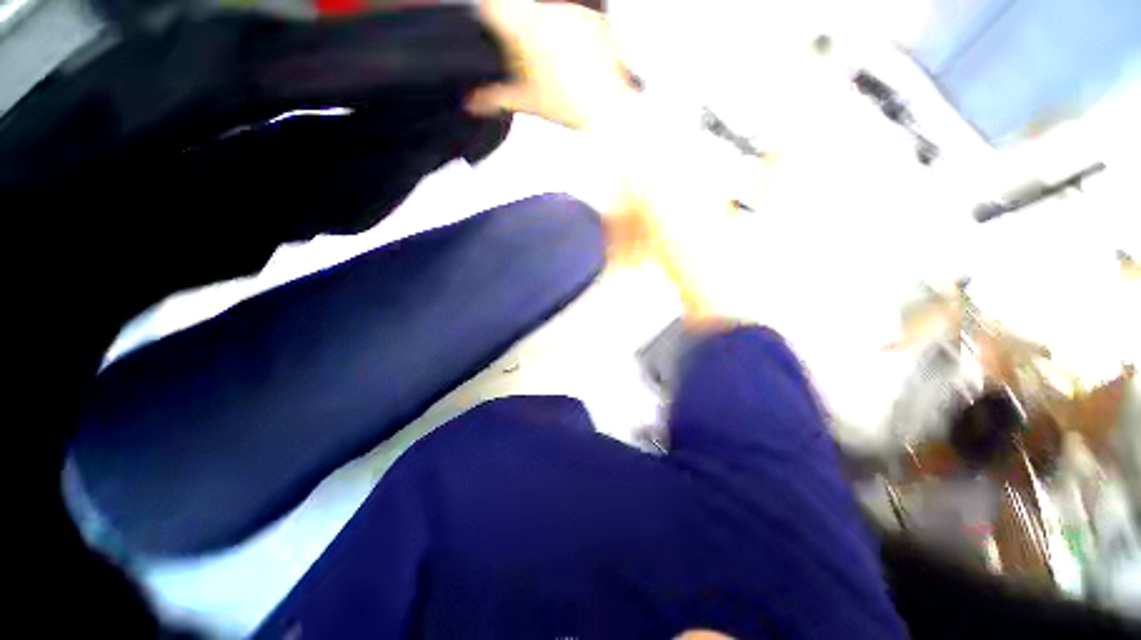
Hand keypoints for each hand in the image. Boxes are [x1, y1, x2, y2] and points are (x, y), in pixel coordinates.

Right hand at [467, 0, 634, 129]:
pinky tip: (574, 61)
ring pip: (547, 13)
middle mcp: (548, 11)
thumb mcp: (526, 102)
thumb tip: (471, 102)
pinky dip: (568, 35)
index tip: (495, 35)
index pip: (493, 5)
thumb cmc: (568, 106)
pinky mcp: (593, 18)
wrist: (608, 110)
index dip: (491, 18)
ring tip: (557, 67)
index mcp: (526, 29)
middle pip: (522, 10)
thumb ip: (494, 98)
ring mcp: (573, 13)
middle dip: (520, 31)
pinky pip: (572, 19)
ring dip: (545, 32)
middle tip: (531, 64)